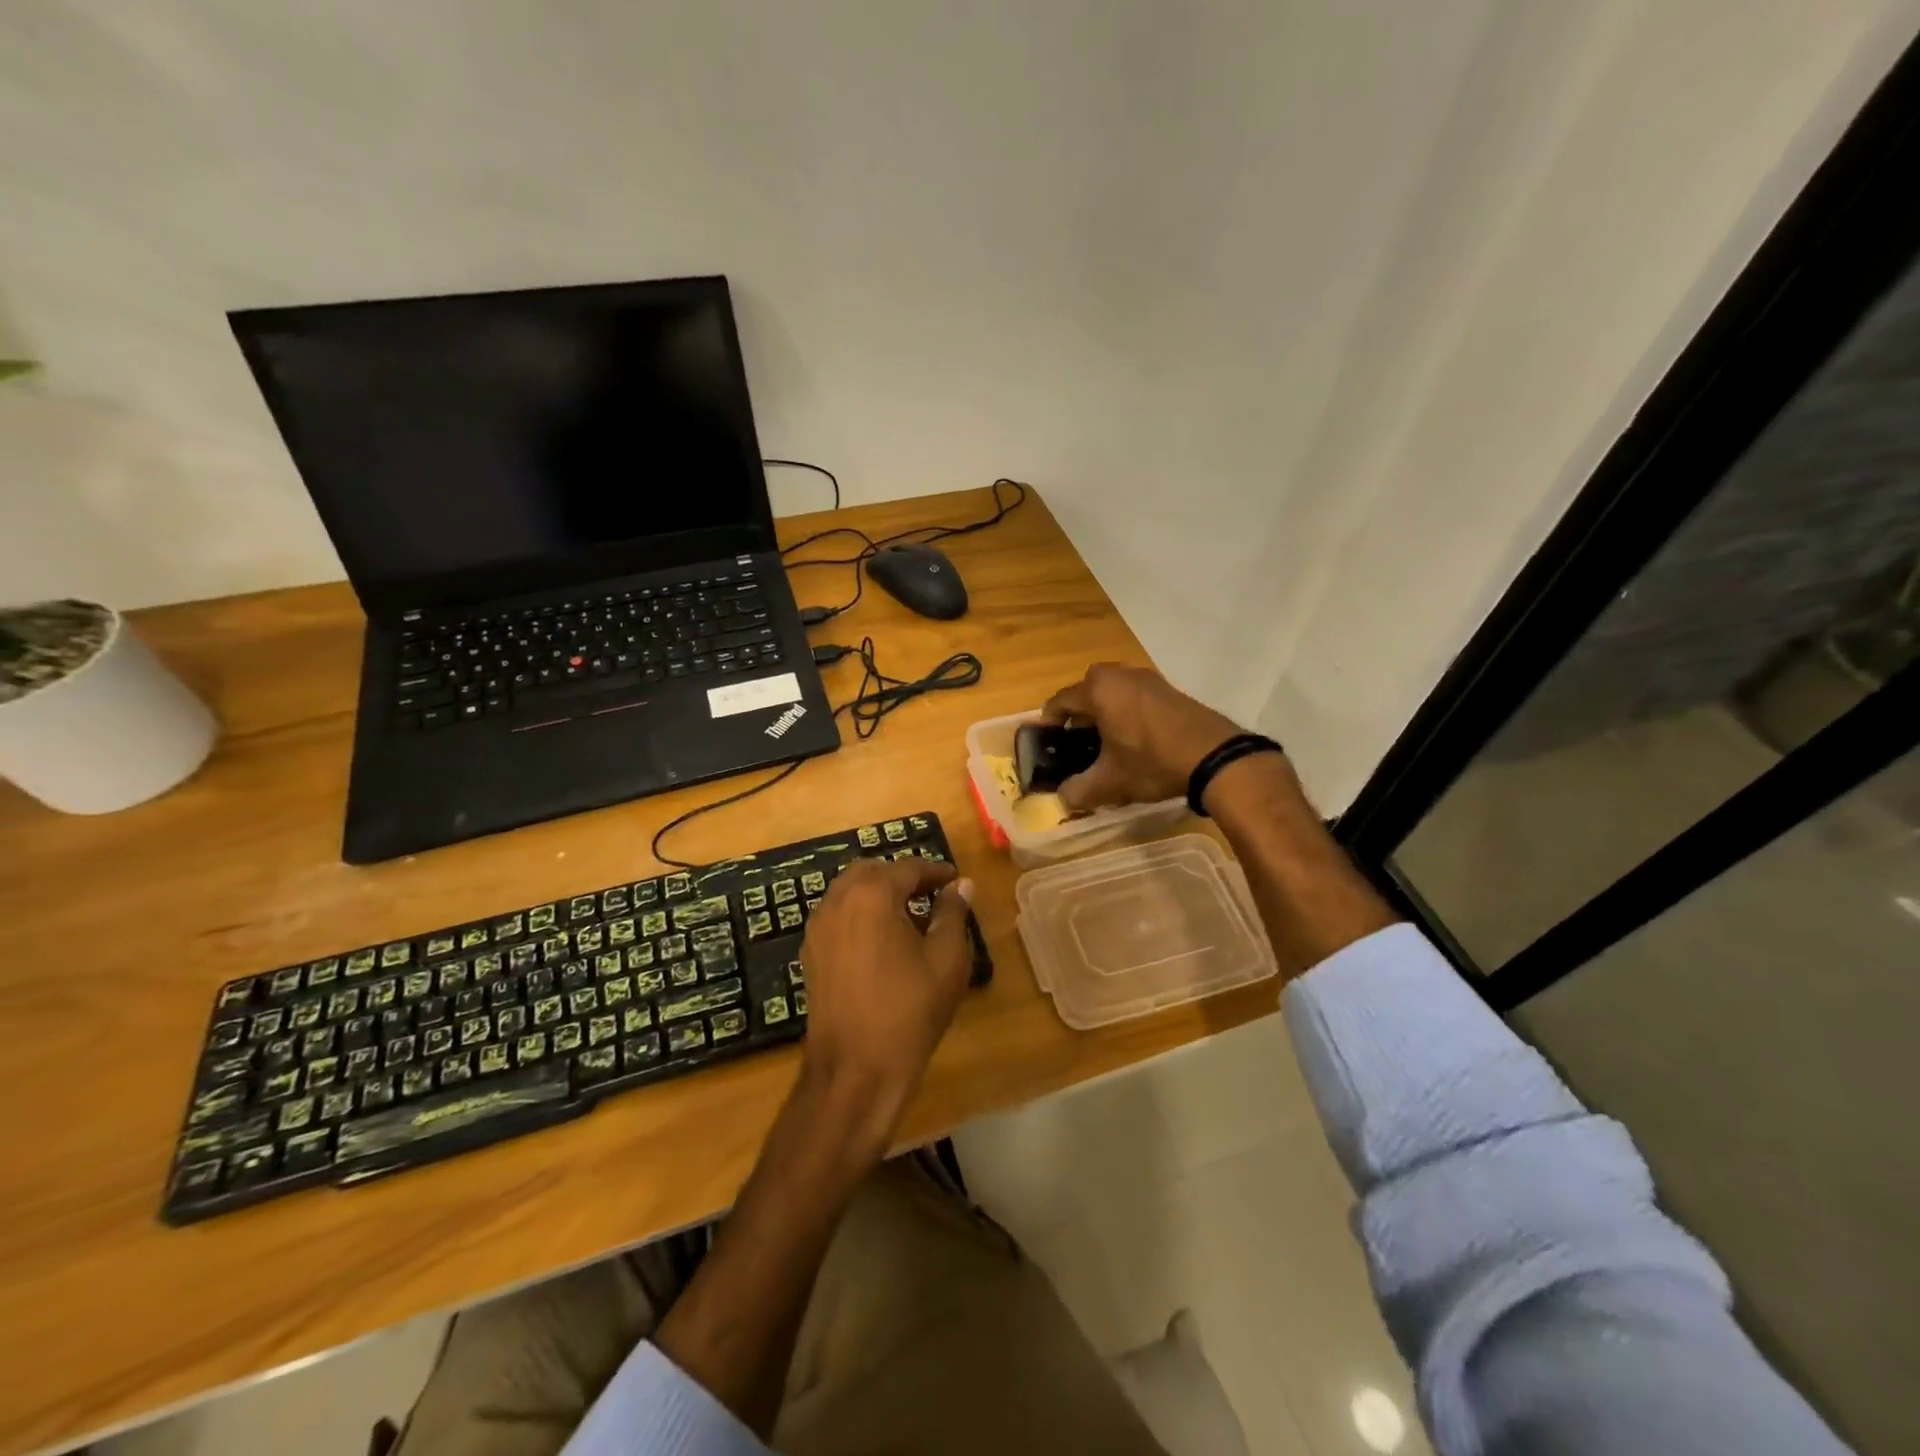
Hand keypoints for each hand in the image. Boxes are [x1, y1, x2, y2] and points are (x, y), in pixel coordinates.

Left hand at [796, 856, 975, 1149]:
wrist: (855, 1069)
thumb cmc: (909, 1010)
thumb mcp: (946, 959)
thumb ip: (953, 913)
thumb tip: (961, 886)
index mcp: (872, 894)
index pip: (908, 867)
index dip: (936, 871)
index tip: (956, 881)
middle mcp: (838, 900)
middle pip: (872, 871)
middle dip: (903, 877)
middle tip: (932, 894)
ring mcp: (818, 927)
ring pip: (850, 891)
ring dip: (878, 893)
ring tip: (909, 917)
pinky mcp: (810, 952)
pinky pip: (838, 915)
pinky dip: (860, 913)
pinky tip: (881, 941)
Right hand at [1043, 663, 1243, 811]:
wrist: (1215, 756)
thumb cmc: (1152, 762)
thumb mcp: (1110, 783)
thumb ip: (1079, 790)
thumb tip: (1063, 798)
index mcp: (1098, 690)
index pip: (1059, 701)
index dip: (1048, 723)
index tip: (1047, 741)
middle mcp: (1119, 674)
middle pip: (1086, 691)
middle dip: (1078, 715)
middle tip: (1077, 742)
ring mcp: (1147, 678)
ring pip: (1113, 691)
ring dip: (1104, 711)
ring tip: (1106, 741)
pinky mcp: (1169, 688)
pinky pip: (1135, 695)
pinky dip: (1127, 711)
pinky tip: (1134, 738)